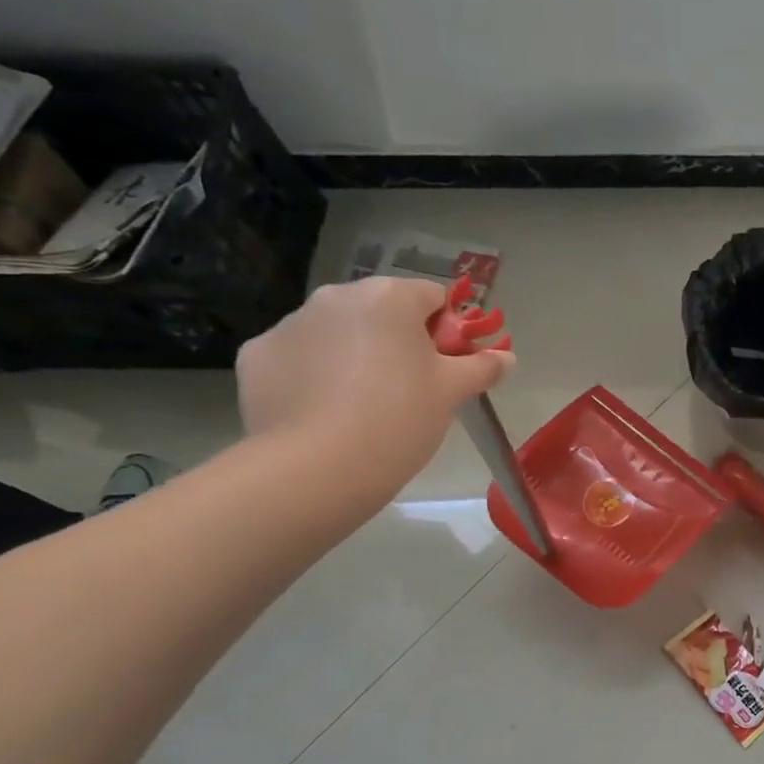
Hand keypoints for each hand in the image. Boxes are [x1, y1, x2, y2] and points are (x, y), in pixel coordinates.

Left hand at [236, 277, 513, 490]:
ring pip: (336, 332)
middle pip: (380, 311)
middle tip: (409, 388)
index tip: (447, 366)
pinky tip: (324, 412)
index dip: (446, 331)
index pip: (431, 297)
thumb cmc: (400, 418)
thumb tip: (507, 358)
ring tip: (363, 406)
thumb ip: (482, 368)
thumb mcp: (452, 393)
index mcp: (389, 298)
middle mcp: (336, 297)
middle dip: (396, 340)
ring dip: (353, 355)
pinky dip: (312, 376)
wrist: (319, 466)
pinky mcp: (256, 355)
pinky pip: (297, 357)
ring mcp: (290, 324)